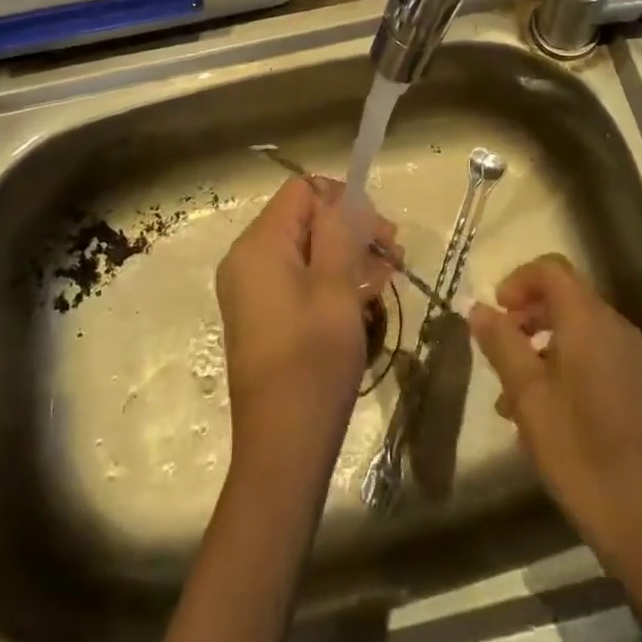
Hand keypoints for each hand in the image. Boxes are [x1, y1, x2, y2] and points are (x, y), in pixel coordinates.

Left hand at [216, 177, 393, 456]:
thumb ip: (341, 231)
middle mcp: (247, 259)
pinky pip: (298, 279)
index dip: (343, 199)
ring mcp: (251, 290)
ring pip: (306, 251)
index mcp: (259, 245)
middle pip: (304, 219)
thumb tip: (346, 197)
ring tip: (387, 278)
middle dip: (351, 229)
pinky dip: (330, 280)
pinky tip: (365, 298)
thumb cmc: (313, 361)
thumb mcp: (336, 287)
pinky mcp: (261, 316)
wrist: (283, 449)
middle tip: (394, 253)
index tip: (379, 229)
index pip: (302, 191)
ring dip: (347, 256)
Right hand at [467, 254, 641, 562]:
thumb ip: (502, 345)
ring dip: (538, 344)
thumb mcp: (529, 397)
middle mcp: (613, 327)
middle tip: (497, 348)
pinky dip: (559, 363)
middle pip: (563, 296)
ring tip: (508, 392)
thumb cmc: (581, 453)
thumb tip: (477, 307)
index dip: (518, 280)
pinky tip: (538, 411)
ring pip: (574, 327)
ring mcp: (628, 357)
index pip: (552, 269)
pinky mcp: (633, 385)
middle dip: (525, 315)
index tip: (495, 311)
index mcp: (589, 321)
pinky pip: (590, 353)